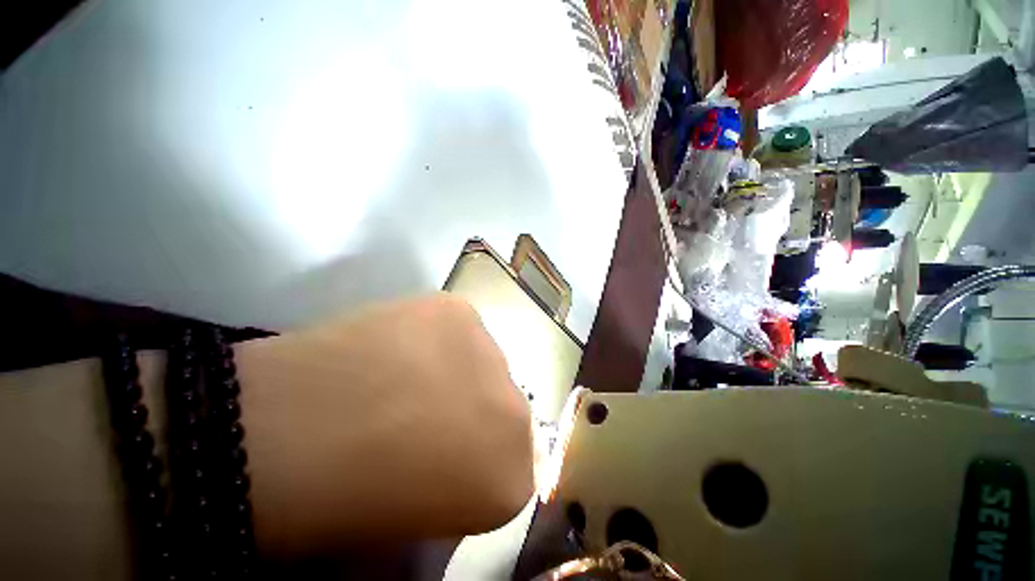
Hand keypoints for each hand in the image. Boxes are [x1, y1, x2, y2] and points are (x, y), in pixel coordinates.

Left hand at [238, 293, 534, 554]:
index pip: (514, 461)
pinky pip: (459, 324)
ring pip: (484, 359)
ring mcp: (492, 352)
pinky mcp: (458, 310)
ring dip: (455, 367)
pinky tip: (400, 343)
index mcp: (513, 482)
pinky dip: (436, 334)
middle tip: (420, 411)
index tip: (440, 453)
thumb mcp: (411, 525)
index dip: (473, 455)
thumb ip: (456, 486)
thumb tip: (457, 449)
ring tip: (403, 374)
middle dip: (471, 410)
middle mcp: (518, 413)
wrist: (283, 434)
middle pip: (505, 405)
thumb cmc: (342, 504)